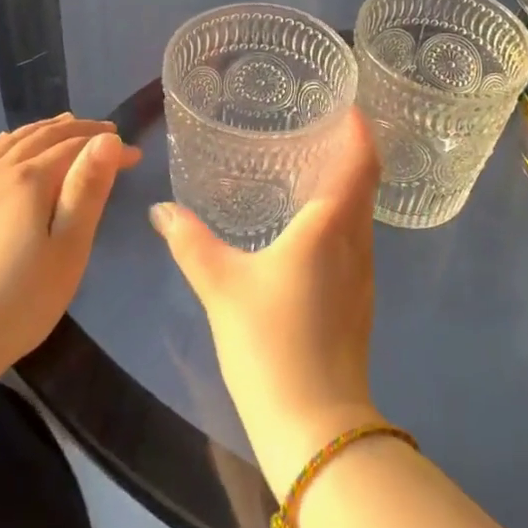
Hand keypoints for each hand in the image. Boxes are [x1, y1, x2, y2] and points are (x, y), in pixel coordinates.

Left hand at [0, 114, 140, 364]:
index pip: (76, 149)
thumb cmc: (20, 302)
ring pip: (6, 144)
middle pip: (40, 137)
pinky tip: (1, 145)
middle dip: (77, 131)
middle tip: (105, 134)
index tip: (134, 157)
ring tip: (63, 127)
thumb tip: (107, 140)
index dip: (108, 148)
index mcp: (29, 181)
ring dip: (39, 131)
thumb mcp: (69, 249)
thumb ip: (87, 190)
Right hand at [150, 111, 381, 493]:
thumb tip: (161, 209)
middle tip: (320, 130)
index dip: (360, 131)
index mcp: (331, 225)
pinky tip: (310, 228)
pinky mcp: (360, 300)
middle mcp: (357, 241)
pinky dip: (341, 218)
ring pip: (362, 214)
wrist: (314, 422)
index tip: (349, 106)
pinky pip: (356, 239)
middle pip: (366, 184)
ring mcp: (363, 273)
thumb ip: (190, 242)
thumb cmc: (270, 340)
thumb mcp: (221, 285)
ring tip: (312, 170)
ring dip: (347, 187)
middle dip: (351, 153)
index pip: (361, 162)